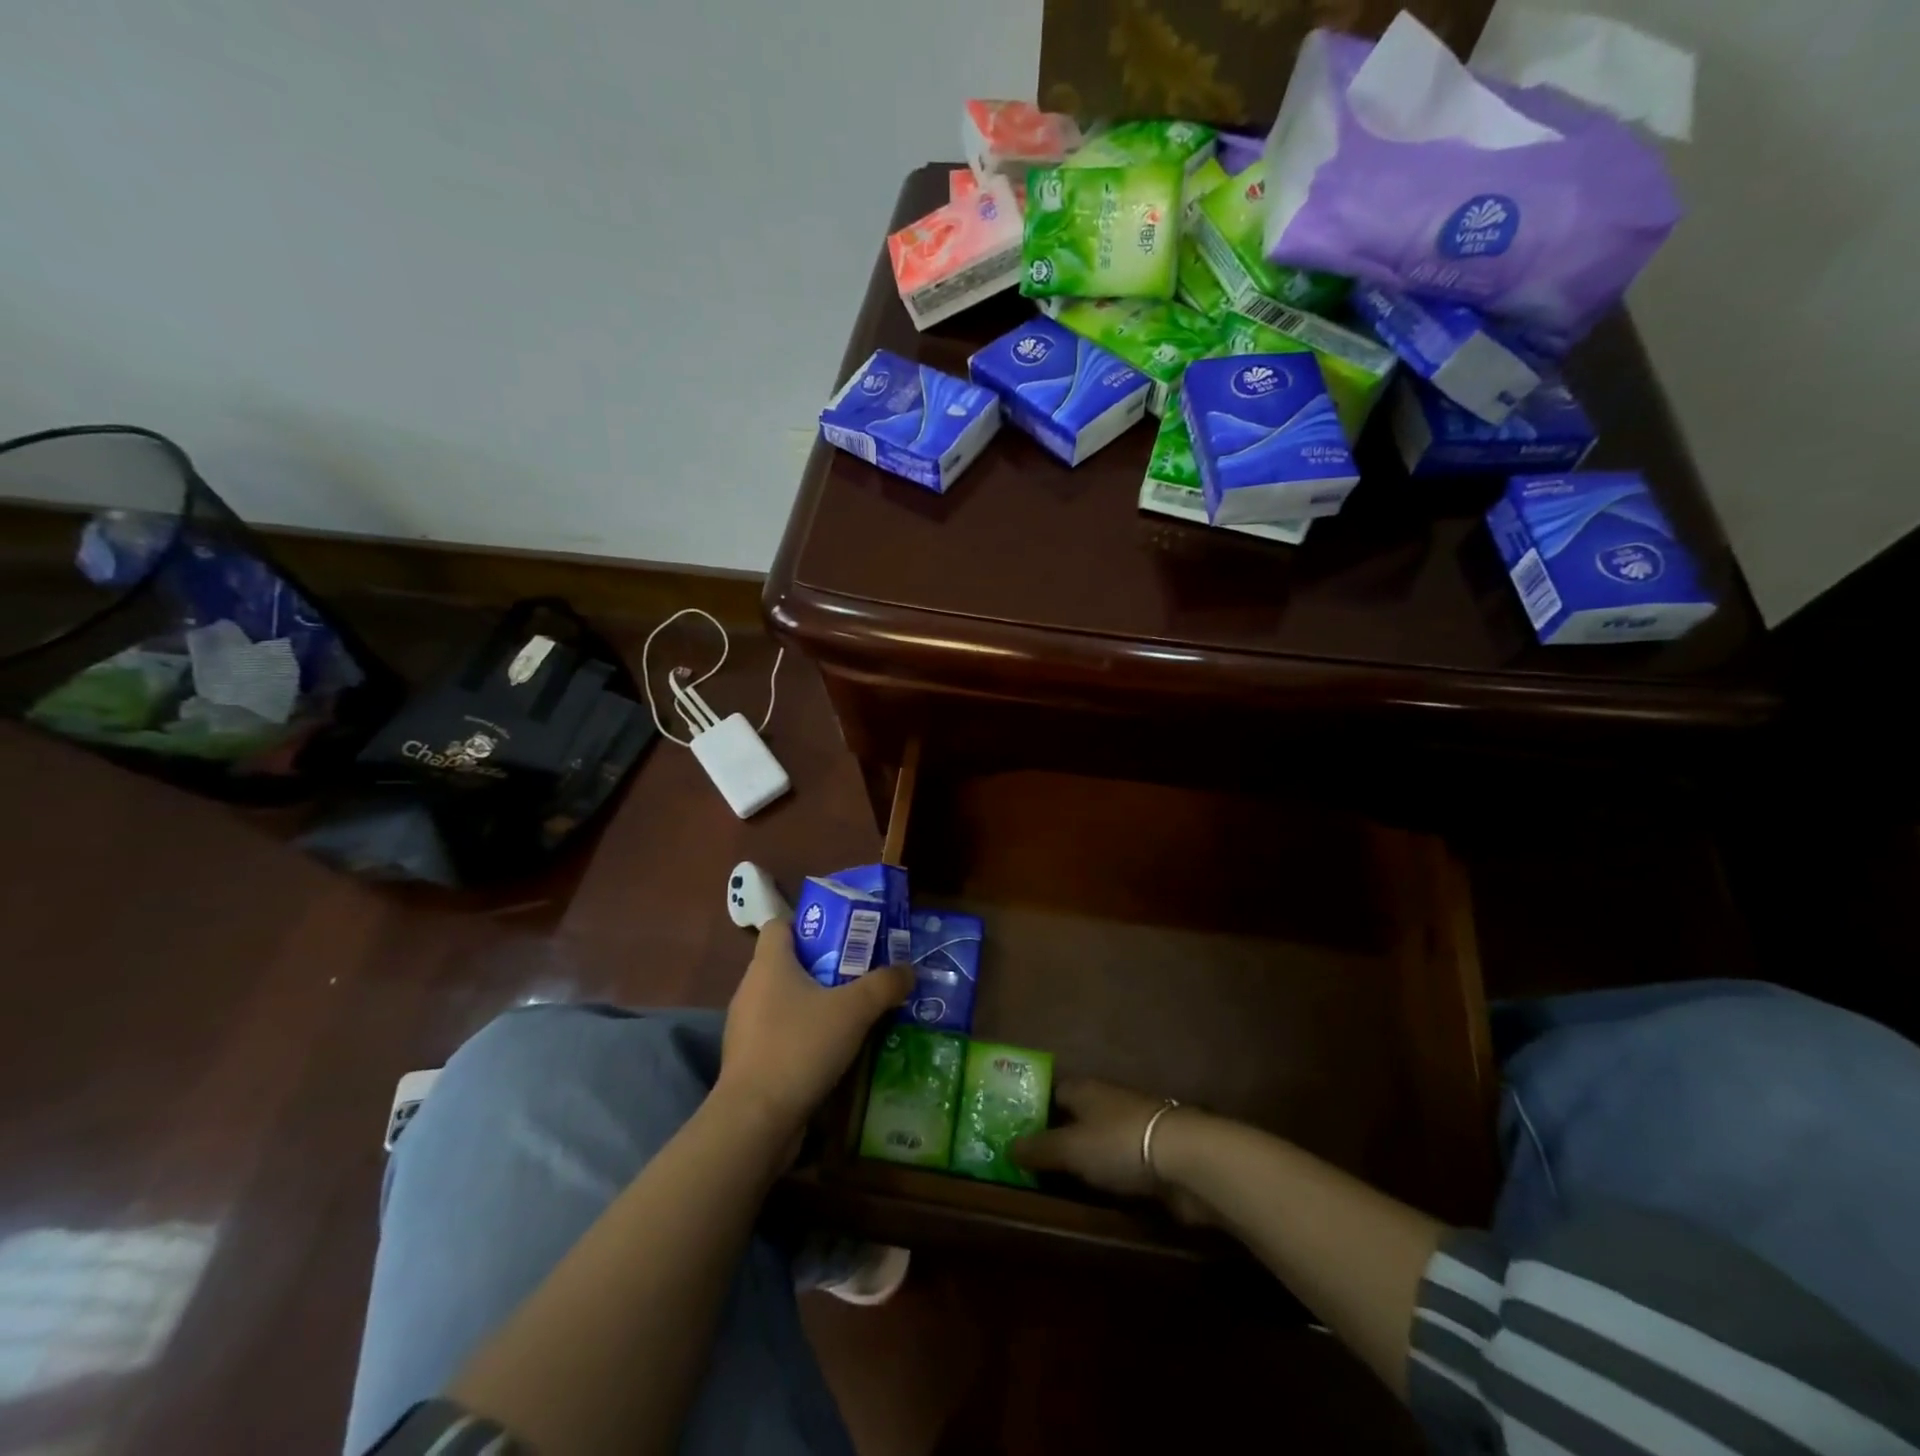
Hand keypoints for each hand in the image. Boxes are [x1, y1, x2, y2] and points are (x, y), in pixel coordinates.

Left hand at [719, 920, 911, 1140]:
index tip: (843, 935)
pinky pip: (783, 1035)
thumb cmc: (800, 1047)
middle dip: (825, 966)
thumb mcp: (854, 1010)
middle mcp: (752, 989)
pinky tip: (836, 1051)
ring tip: (856, 1013)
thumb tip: (908, 970)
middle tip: (862, 973)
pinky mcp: (751, 1061)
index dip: (809, 924)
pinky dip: (806, 1037)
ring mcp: (747, 1028)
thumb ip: (884, 985)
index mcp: (769, 964)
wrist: (755, 1120)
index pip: (780, 925)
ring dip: (818, 1004)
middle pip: (789, 963)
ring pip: (787, 1002)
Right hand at [1013, 1078, 1213, 1223]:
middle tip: (1030, 1163)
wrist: (1185, 1160)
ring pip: (1098, 1140)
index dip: (1033, 1110)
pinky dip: (1106, 1174)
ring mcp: (1131, 1127)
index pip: (1052, 1092)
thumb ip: (1038, 1149)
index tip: (1014, 1133)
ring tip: (1057, 1182)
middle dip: (1056, 1136)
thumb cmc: (1118, 1143)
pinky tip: (1095, 1192)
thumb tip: (1007, 1148)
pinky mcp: (1152, 1155)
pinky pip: (1118, 1163)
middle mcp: (1106, 1101)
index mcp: (1084, 1089)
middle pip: (1074, 1116)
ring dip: (1083, 1157)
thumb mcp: (1070, 1148)